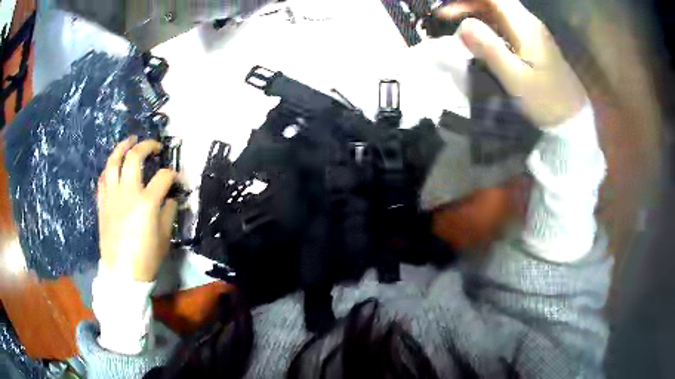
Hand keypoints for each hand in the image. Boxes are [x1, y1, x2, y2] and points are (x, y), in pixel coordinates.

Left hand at [97, 136, 177, 281]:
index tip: (176, 180)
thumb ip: (169, 212)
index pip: (163, 177)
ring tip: (130, 141)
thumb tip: (169, 198)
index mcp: (147, 202)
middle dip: (147, 146)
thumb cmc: (146, 258)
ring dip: (122, 147)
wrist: (122, 274)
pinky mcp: (102, 203)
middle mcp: (127, 192)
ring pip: (113, 162)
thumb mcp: (165, 237)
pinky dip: (109, 169)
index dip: (173, 175)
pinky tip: (114, 167)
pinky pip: (103, 179)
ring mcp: (112, 196)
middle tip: (154, 146)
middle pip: (135, 157)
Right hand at [438, 0, 586, 125]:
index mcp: (525, 26)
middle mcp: (529, 23)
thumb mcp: (516, 79)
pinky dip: (487, 25)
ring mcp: (532, 32)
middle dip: (467, 4)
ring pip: (498, 12)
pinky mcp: (533, 43)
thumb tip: (463, 25)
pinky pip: (505, 25)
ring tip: (455, 26)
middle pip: (494, 1)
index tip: (446, 9)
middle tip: (444, 18)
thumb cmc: (547, 101)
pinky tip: (479, 37)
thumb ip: (490, 49)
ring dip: (475, 14)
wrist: (573, 119)